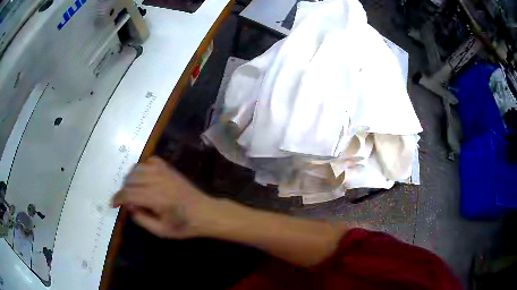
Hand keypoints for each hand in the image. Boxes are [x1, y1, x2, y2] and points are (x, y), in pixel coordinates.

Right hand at [111, 157, 216, 238]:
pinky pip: (151, 161)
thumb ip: (142, 220)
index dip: (118, 199)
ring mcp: (164, 172)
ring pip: (138, 168)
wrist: (206, 213)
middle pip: (130, 179)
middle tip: (127, 202)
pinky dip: (144, 167)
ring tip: (134, 190)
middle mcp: (157, 181)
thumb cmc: (184, 225)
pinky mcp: (169, 169)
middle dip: (124, 190)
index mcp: (155, 198)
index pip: (128, 194)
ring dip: (131, 178)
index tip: (113, 204)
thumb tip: (129, 207)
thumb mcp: (162, 231)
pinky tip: (145, 177)